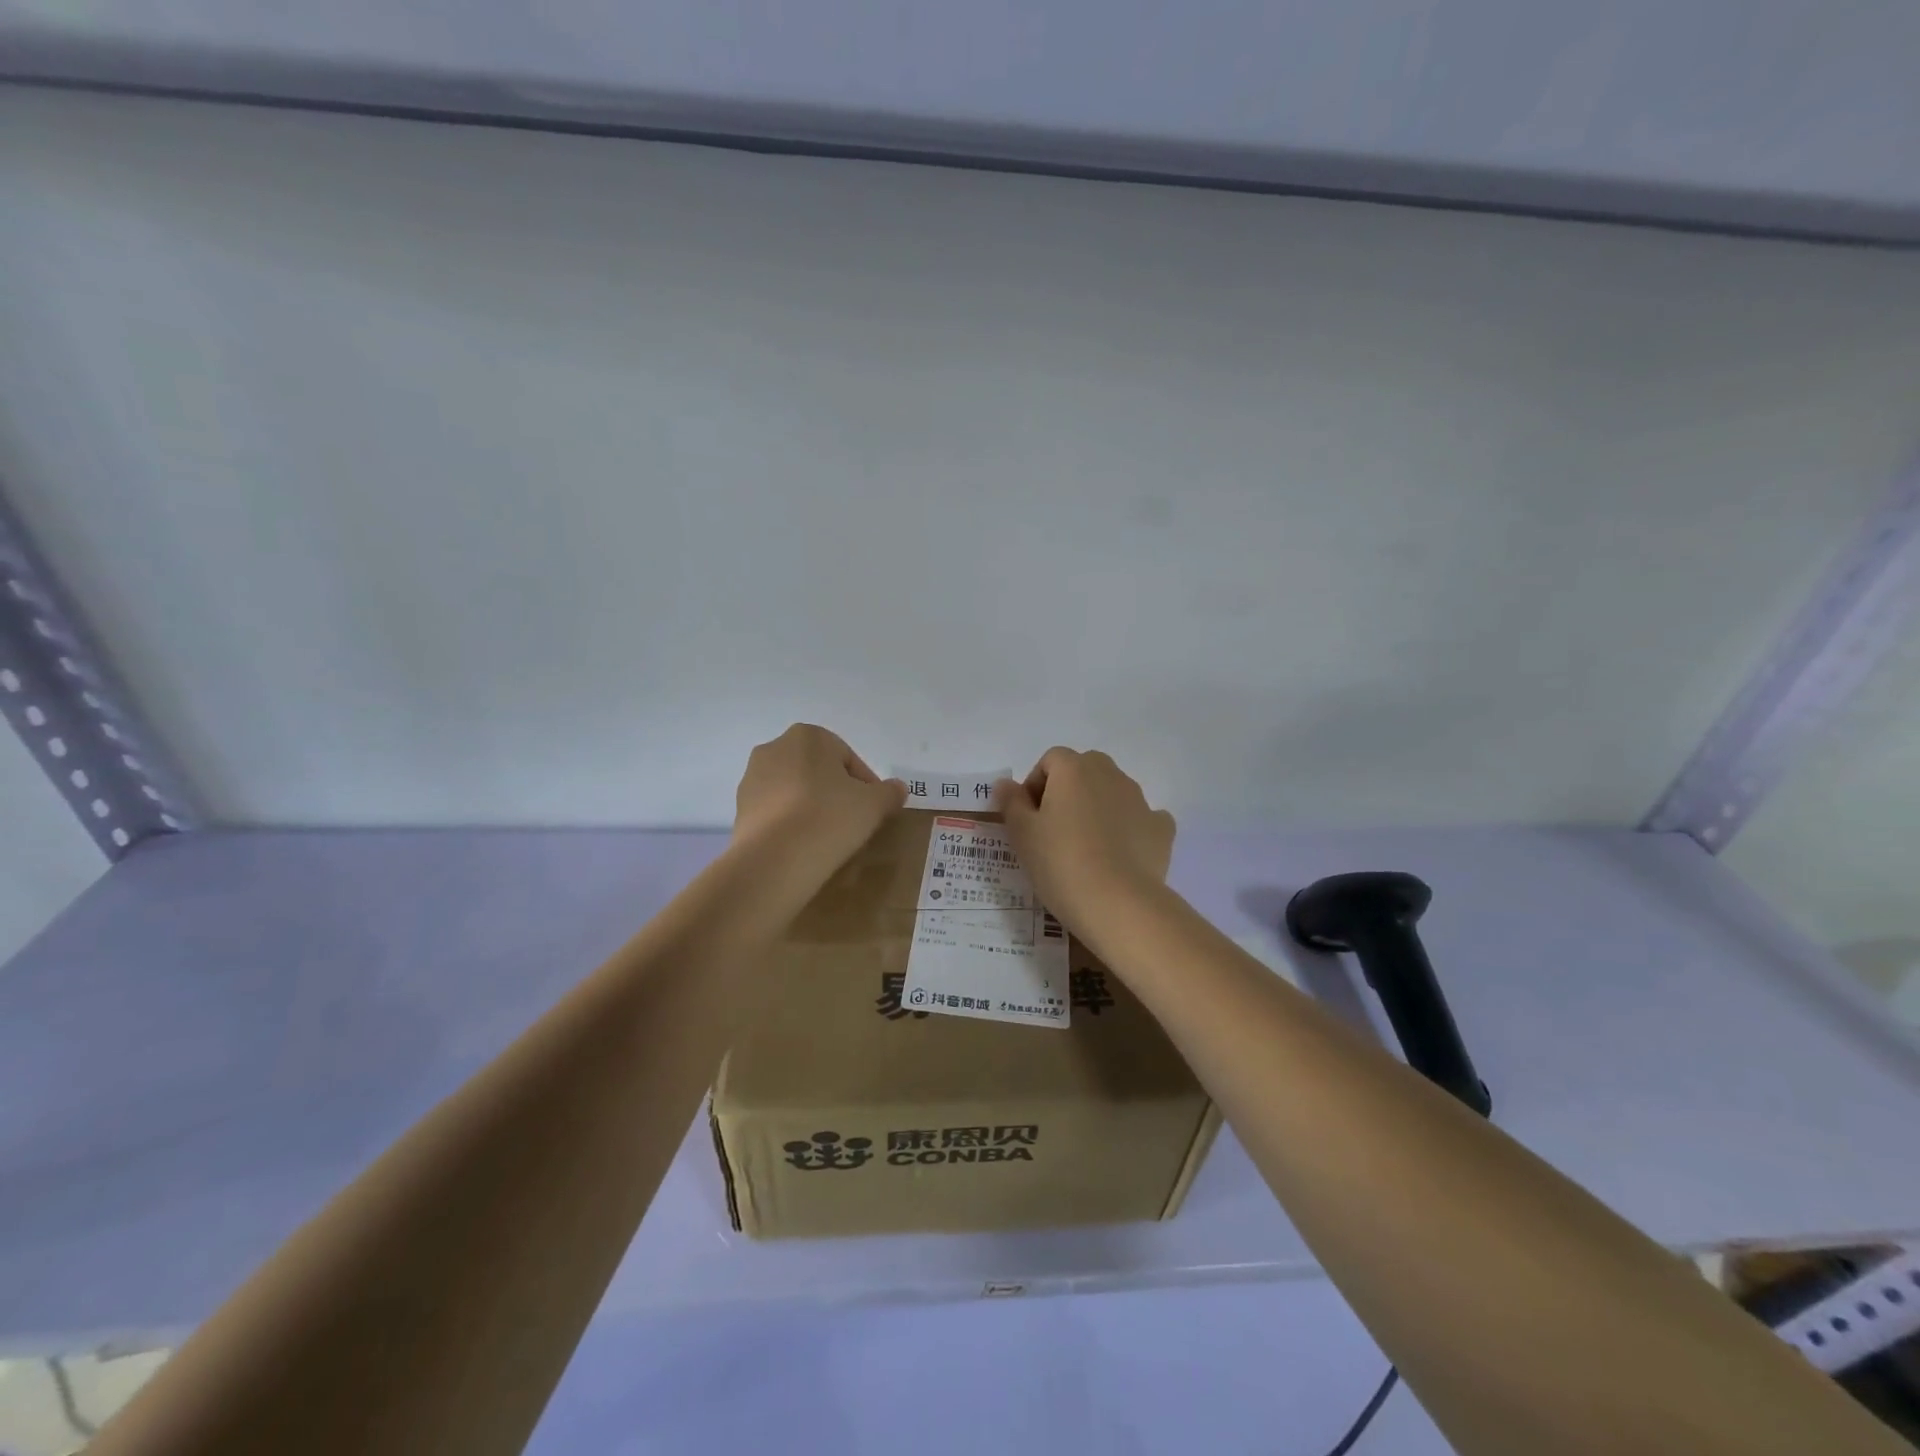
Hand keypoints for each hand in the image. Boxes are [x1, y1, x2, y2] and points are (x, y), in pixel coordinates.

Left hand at [732, 725, 906, 885]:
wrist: (775, 859)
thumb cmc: (830, 817)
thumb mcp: (874, 804)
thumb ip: (889, 792)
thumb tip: (898, 788)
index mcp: (809, 736)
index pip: (848, 758)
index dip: (866, 785)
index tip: (874, 810)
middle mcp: (775, 748)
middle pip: (818, 771)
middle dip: (835, 792)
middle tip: (853, 822)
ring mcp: (752, 779)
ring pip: (794, 790)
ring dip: (811, 807)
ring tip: (827, 837)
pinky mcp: (739, 809)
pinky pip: (776, 812)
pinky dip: (791, 823)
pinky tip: (803, 846)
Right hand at [993, 748, 1175, 933]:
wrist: (1119, 904)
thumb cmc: (1061, 863)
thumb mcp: (1022, 834)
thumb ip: (1011, 802)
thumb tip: (1005, 783)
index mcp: (1074, 769)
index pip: (1049, 760)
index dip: (1035, 785)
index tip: (1028, 818)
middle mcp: (1110, 774)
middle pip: (1083, 770)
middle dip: (1067, 792)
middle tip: (1054, 830)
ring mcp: (1140, 800)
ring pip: (1112, 793)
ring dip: (1097, 809)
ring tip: (1085, 848)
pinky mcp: (1161, 828)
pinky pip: (1140, 818)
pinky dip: (1128, 829)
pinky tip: (1119, 855)